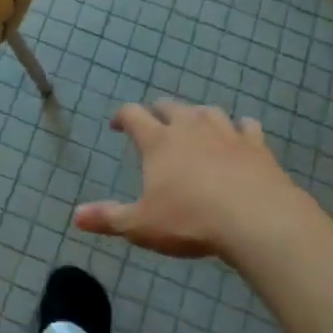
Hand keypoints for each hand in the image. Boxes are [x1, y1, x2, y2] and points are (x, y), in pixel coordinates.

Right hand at [74, 100, 307, 260]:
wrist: (256, 220)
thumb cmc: (191, 220)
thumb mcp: (142, 225)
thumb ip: (109, 218)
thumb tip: (75, 216)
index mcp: (158, 141)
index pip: (133, 115)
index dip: (122, 116)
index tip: (117, 125)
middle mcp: (190, 127)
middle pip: (170, 106)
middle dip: (158, 111)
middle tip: (154, 122)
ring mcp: (226, 133)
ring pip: (208, 111)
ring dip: (197, 115)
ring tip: (194, 125)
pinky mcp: (256, 146)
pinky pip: (247, 126)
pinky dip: (240, 128)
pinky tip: (241, 134)